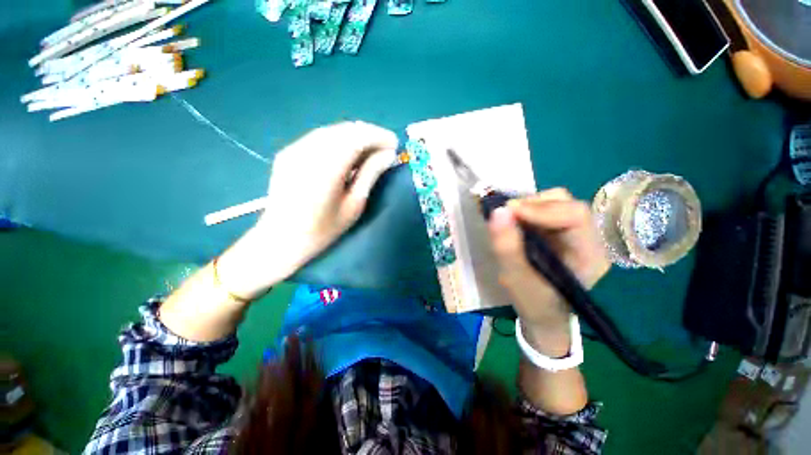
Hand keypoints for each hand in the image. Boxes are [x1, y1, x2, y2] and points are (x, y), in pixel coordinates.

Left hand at [217, 122, 398, 298]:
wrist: (281, 238)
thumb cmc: (323, 229)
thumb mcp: (353, 205)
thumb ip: (370, 175)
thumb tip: (389, 155)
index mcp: (325, 169)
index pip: (356, 137)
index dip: (378, 136)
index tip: (394, 144)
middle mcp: (307, 152)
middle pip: (344, 130)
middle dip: (369, 134)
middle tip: (384, 148)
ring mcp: (294, 149)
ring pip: (332, 131)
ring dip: (355, 136)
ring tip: (370, 150)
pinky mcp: (288, 152)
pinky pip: (319, 137)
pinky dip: (339, 140)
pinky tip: (347, 153)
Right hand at [488, 188, 609, 352]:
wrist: (541, 316)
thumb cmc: (533, 304)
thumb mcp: (516, 279)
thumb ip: (507, 247)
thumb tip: (498, 211)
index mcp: (590, 254)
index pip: (574, 215)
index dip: (540, 209)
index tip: (508, 213)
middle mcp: (587, 238)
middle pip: (564, 202)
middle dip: (531, 204)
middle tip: (504, 215)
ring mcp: (572, 233)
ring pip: (552, 203)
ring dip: (525, 207)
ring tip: (506, 220)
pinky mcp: (557, 232)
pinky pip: (541, 210)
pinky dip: (523, 211)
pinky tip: (511, 223)